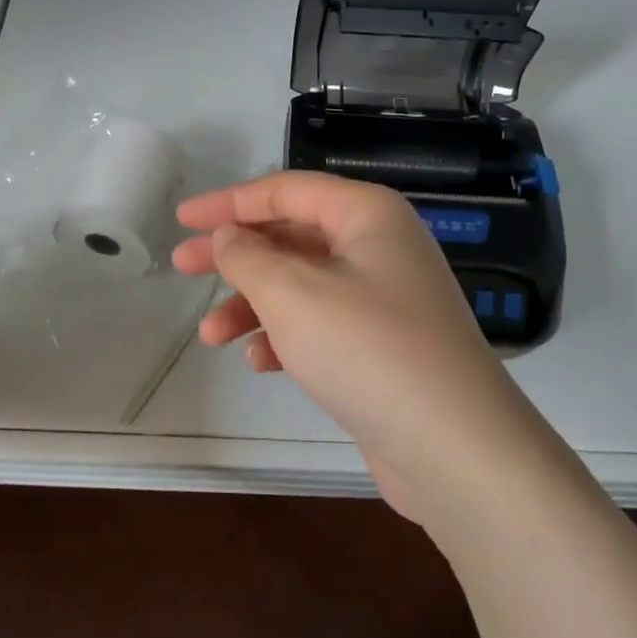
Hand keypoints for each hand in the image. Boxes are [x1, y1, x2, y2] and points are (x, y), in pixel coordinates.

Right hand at [173, 172, 525, 517]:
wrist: (454, 446)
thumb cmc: (367, 349)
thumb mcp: (292, 293)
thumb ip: (247, 256)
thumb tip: (228, 237)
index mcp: (367, 215)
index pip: (285, 191)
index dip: (228, 202)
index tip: (183, 220)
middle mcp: (379, 247)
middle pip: (291, 236)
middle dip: (235, 254)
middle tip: (182, 267)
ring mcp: (384, 298)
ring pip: (302, 284)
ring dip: (254, 304)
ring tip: (212, 335)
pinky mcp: (382, 344)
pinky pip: (321, 324)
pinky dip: (286, 336)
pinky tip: (262, 363)